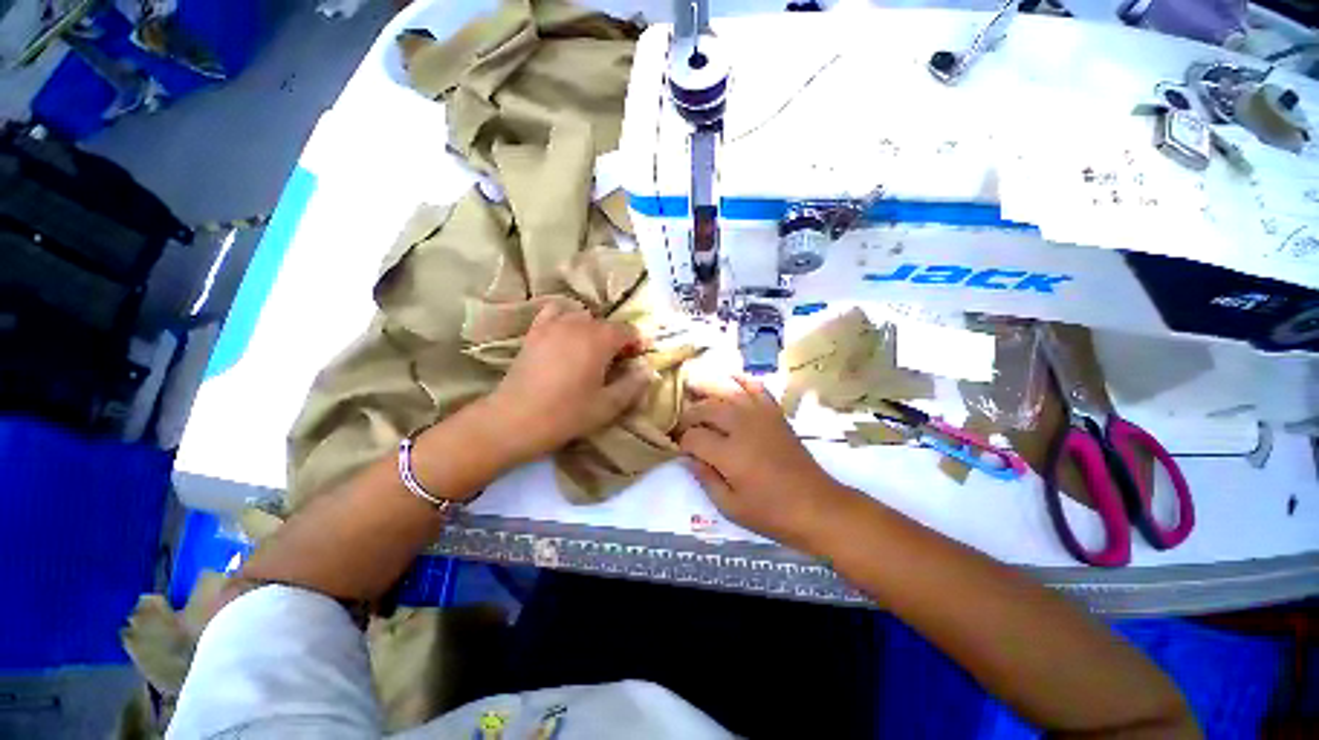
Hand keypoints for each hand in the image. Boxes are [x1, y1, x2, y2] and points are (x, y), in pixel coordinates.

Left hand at [485, 303, 651, 461]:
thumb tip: (648, 370)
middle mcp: (578, 324)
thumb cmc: (567, 414)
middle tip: (616, 363)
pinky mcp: (534, 332)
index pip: (627, 330)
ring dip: (593, 330)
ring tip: (591, 351)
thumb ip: (633, 385)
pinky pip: (555, 313)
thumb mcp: (608, 405)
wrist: (515, 420)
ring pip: (582, 317)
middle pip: (606, 324)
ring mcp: (552, 325)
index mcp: (599, 339)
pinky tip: (565, 335)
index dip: (637, 343)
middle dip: (616, 340)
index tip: (637, 361)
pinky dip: (565, 319)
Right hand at [676, 375, 857, 549]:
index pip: (693, 437)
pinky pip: (755, 387)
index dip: (681, 441)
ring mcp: (760, 415)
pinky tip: (729, 380)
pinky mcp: (774, 413)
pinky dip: (740, 379)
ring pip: (726, 391)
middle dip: (689, 415)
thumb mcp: (730, 507)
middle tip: (683, 426)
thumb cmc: (772, 512)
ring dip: (706, 391)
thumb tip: (688, 458)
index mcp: (729, 454)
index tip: (679, 448)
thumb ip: (705, 479)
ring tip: (694, 394)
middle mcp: (741, 426)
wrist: (816, 505)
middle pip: (705, 408)